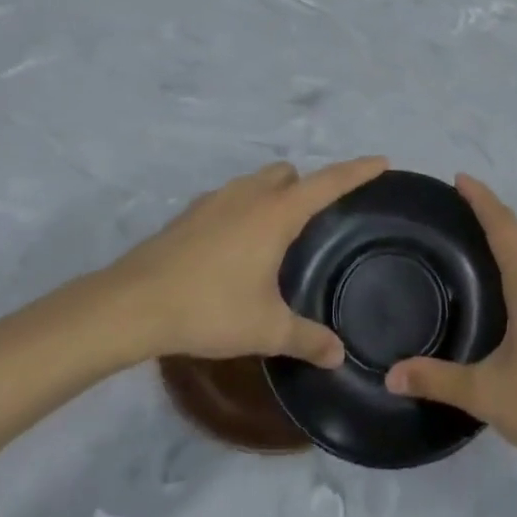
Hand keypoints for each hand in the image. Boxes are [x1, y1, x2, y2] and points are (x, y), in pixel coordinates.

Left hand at [111, 157, 386, 366]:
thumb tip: (339, 355)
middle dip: (307, 187)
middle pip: (289, 174)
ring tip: (276, 238)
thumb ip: (307, 338)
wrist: (134, 303)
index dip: (358, 171)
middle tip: (316, 223)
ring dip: (274, 196)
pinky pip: (231, 198)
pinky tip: (235, 249)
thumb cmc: (210, 307)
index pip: (329, 182)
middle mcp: (250, 194)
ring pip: (257, 182)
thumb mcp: (266, 328)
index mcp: (277, 212)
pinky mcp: (191, 212)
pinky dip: (244, 210)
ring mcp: (217, 198)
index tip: (382, 161)